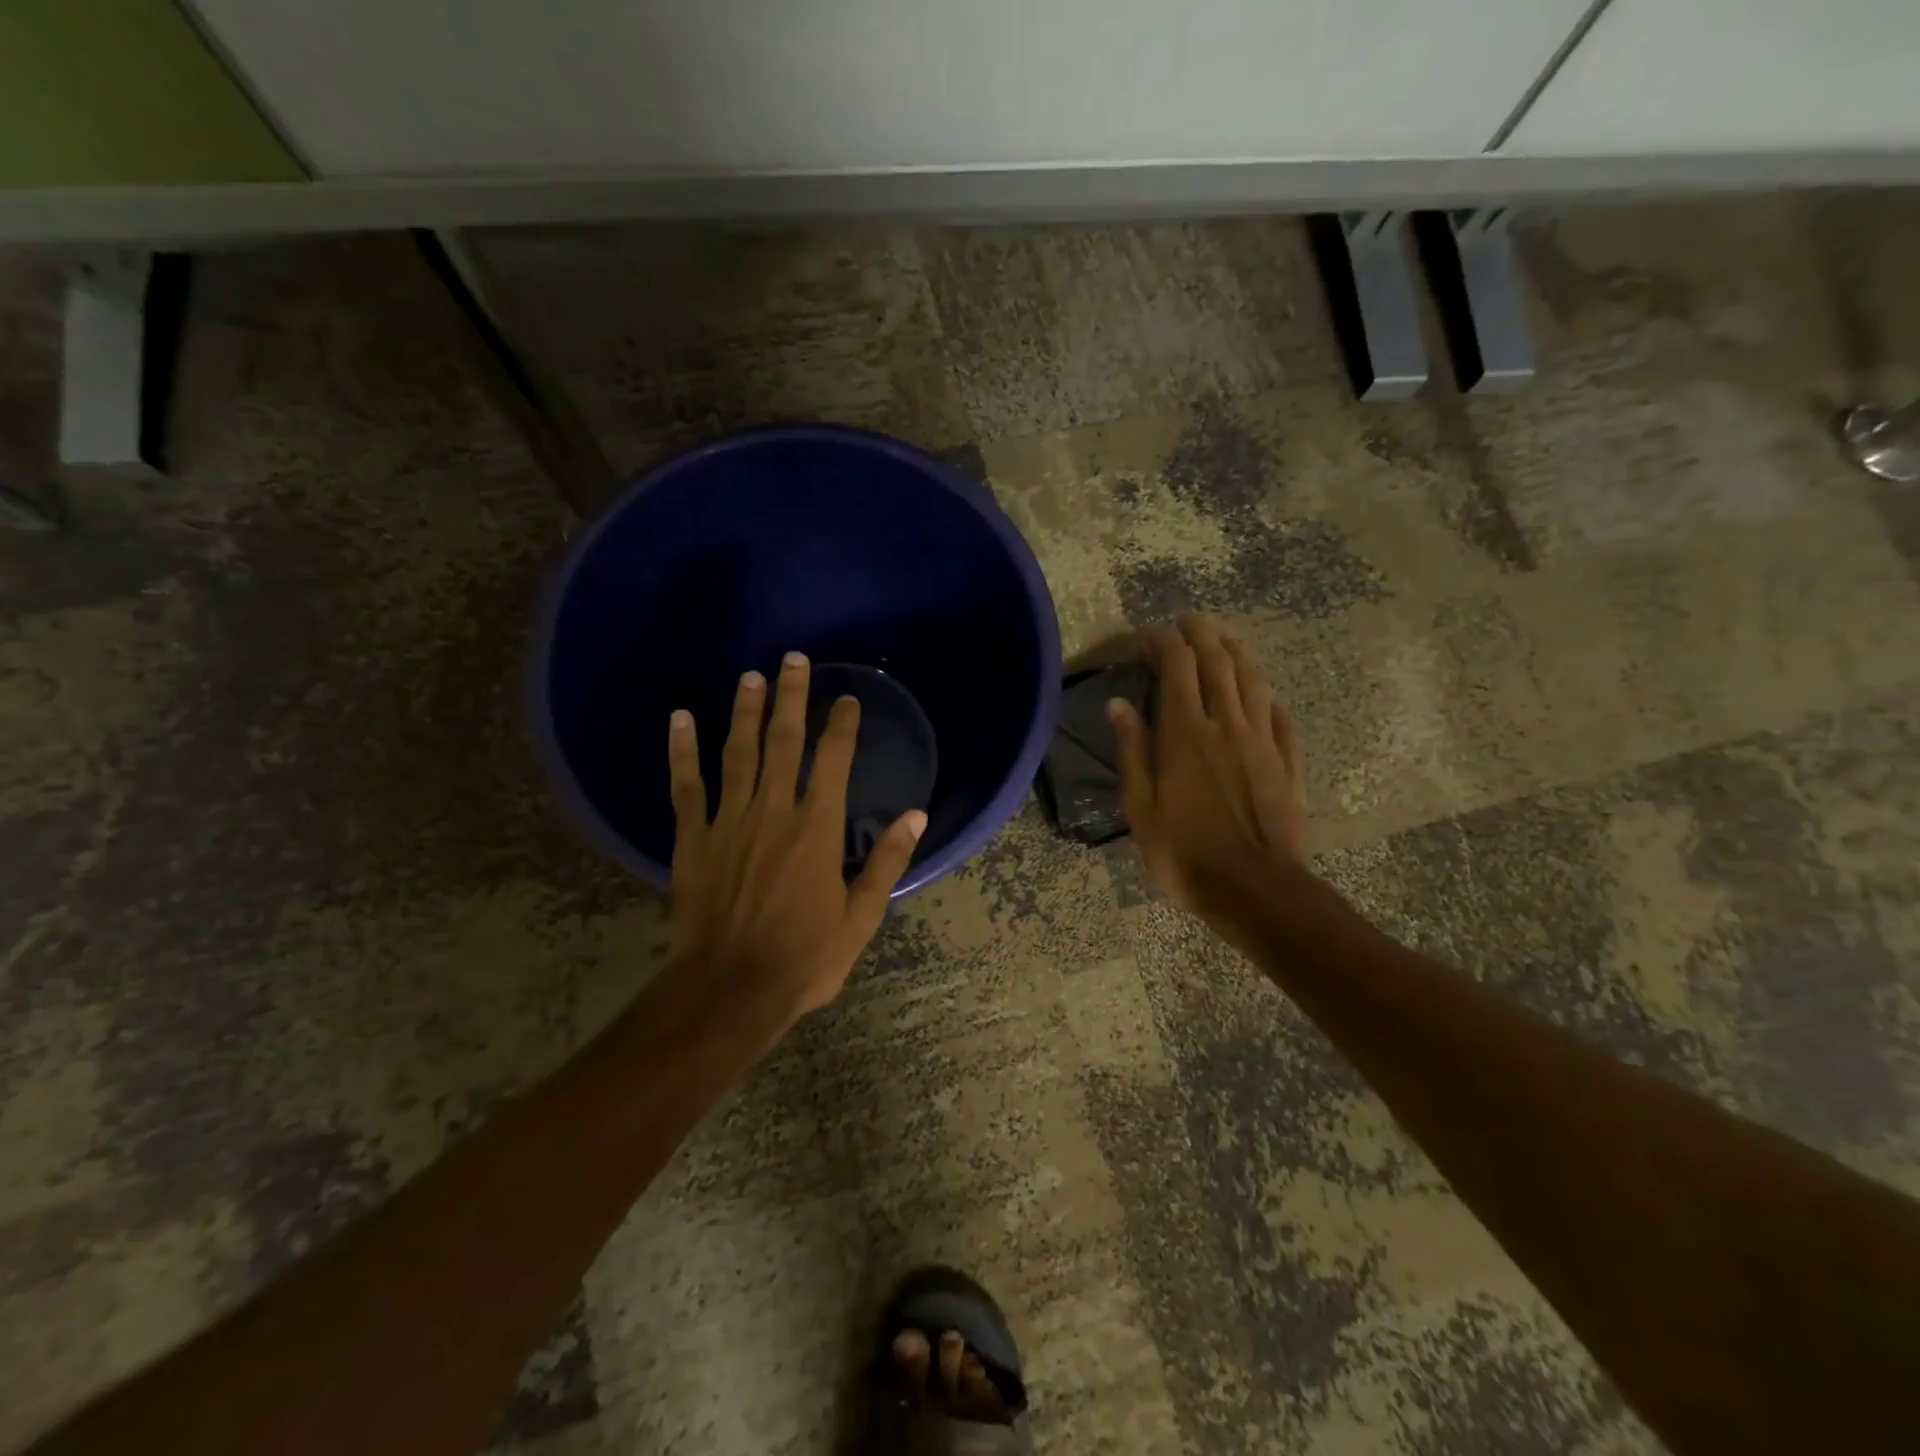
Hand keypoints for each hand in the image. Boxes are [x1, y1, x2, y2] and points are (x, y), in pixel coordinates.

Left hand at [667, 652, 926, 1022]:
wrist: (729, 990)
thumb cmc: (804, 957)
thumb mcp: (860, 916)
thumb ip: (887, 862)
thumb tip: (916, 816)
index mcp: (818, 828)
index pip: (835, 761)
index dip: (843, 726)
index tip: (848, 700)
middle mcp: (775, 811)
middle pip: (784, 742)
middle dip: (792, 698)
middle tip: (794, 660)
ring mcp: (729, 821)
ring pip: (738, 753)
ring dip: (745, 712)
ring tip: (751, 677)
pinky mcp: (694, 837)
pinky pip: (687, 785)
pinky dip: (683, 750)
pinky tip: (681, 718)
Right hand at [1108, 615, 1306, 913]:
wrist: (1255, 889)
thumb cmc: (1185, 852)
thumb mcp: (1141, 807)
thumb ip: (1132, 751)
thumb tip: (1118, 703)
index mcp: (1186, 733)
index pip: (1177, 667)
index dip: (1164, 642)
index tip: (1149, 634)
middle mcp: (1227, 725)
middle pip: (1218, 663)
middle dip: (1202, 634)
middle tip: (1188, 621)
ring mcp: (1263, 742)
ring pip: (1253, 681)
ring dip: (1238, 653)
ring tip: (1225, 640)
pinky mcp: (1288, 764)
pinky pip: (1281, 718)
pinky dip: (1268, 697)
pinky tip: (1264, 694)